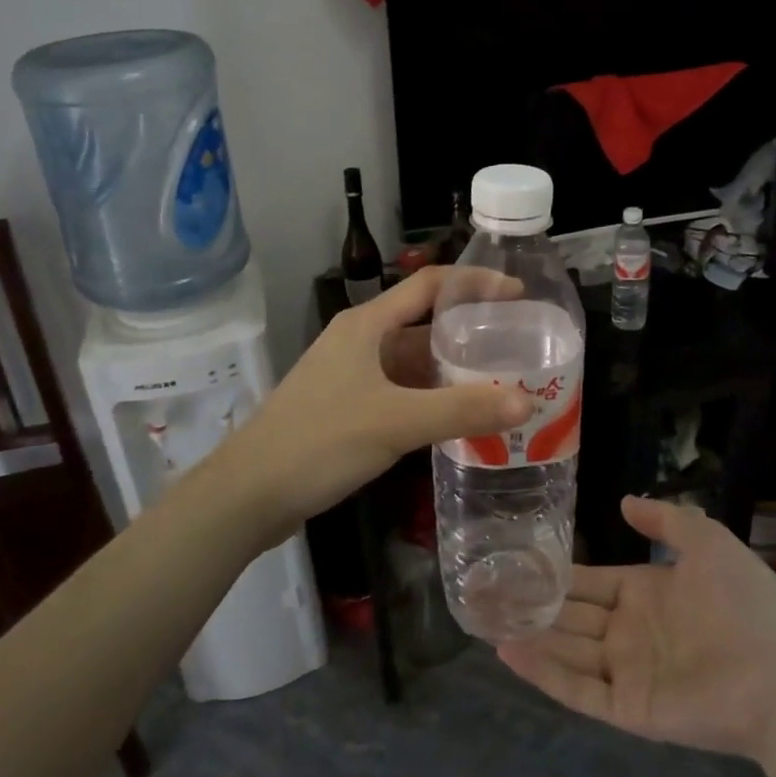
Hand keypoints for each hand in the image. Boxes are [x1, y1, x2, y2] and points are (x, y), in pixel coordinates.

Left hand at [215, 266, 532, 540]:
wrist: (248, 493)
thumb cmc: (320, 442)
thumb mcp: (395, 422)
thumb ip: (461, 410)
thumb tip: (526, 402)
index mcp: (368, 324)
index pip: (430, 285)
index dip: (476, 282)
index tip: (519, 294)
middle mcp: (360, 339)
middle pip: (424, 322)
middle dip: (470, 331)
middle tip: (518, 346)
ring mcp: (351, 373)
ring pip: (413, 360)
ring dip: (452, 368)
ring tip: (500, 382)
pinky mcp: (347, 405)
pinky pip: (401, 389)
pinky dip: (432, 397)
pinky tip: (458, 417)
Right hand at [498, 496, 775, 761]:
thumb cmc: (745, 602)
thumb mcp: (707, 540)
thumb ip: (666, 518)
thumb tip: (623, 502)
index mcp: (646, 593)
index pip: (591, 581)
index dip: (558, 572)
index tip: (519, 560)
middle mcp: (630, 631)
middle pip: (571, 615)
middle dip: (533, 603)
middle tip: (486, 590)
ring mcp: (626, 671)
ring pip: (566, 649)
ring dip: (529, 634)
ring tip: (484, 618)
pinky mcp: (628, 708)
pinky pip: (577, 690)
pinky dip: (542, 672)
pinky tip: (508, 652)